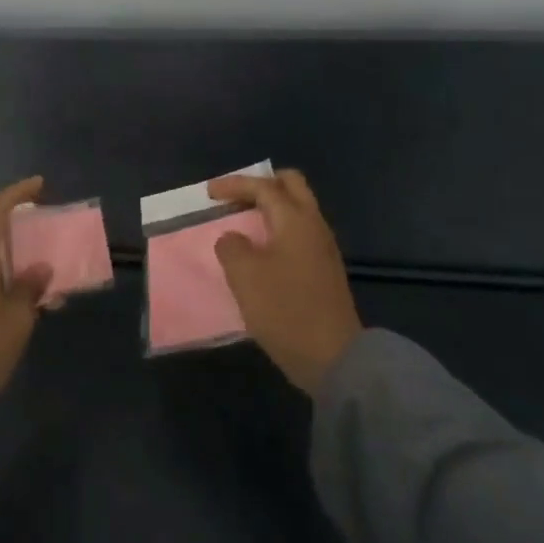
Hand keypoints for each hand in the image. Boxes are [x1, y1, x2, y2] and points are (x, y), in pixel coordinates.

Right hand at [210, 169, 362, 396]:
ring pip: (297, 209)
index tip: (209, 192)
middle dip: (261, 185)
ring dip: (271, 208)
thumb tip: (233, 238)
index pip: (264, 186)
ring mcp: (323, 247)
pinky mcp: (325, 269)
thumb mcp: (245, 276)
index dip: (234, 184)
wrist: (334, 358)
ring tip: (244, 222)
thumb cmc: (285, 310)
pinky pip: (299, 232)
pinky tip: (262, 249)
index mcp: (295, 219)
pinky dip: (278, 229)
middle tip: (235, 197)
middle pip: (291, 186)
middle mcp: (314, 225)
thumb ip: (232, 247)